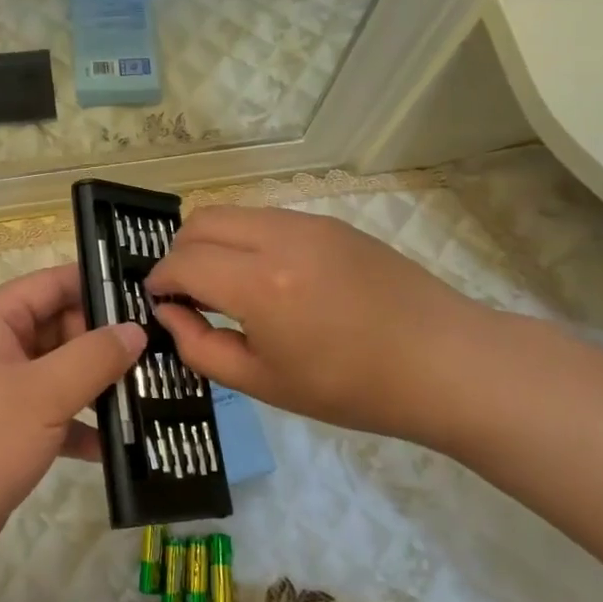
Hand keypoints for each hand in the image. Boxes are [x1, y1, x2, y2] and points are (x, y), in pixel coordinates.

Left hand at [0, 266, 145, 590]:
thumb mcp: (42, 395)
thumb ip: (93, 357)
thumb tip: (135, 329)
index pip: (53, 283)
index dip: (99, 285)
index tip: (149, 296)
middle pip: (61, 326)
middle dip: (106, 341)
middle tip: (163, 352)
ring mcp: (1, 388)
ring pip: (61, 371)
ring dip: (99, 384)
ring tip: (155, 392)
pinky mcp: (7, 428)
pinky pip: (53, 412)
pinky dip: (81, 424)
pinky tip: (120, 444)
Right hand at [145, 207, 499, 445]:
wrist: (445, 362)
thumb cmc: (351, 388)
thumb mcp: (263, 383)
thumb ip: (201, 347)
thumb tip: (169, 315)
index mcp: (259, 284)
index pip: (182, 262)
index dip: (159, 280)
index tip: (157, 301)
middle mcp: (278, 238)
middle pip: (200, 221)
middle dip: (179, 253)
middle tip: (187, 293)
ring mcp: (308, 223)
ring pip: (233, 213)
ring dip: (213, 242)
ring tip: (226, 286)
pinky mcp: (330, 223)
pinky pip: (267, 219)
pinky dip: (247, 239)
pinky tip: (268, 278)